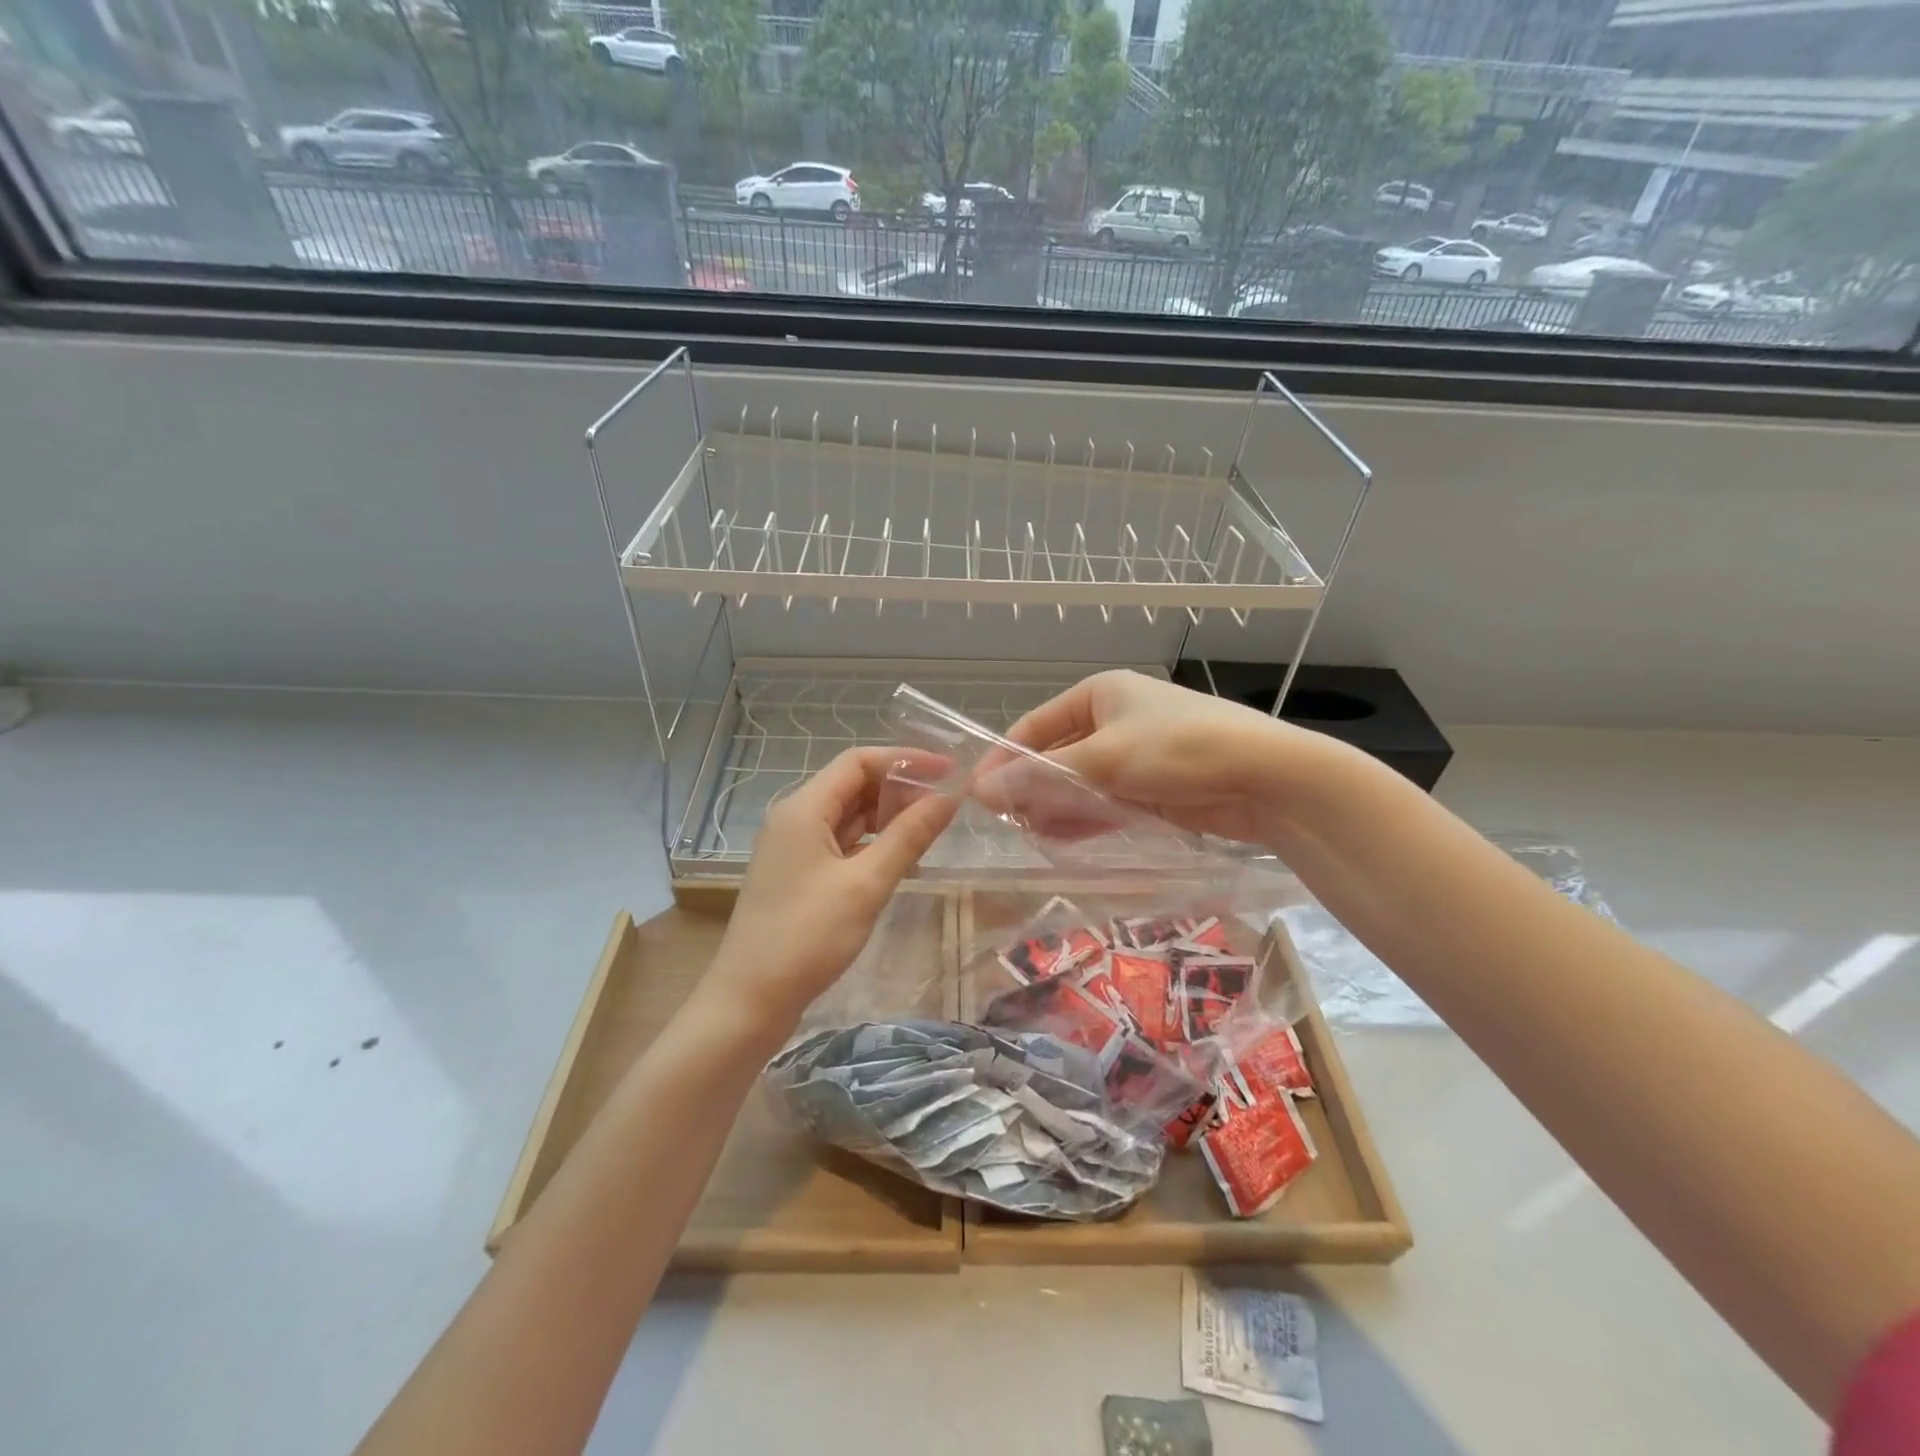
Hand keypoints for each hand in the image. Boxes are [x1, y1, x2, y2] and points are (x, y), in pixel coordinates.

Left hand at [708, 747, 957, 1031]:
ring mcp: (794, 848)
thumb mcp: (865, 884)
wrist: (749, 1001)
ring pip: (848, 816)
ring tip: (931, 829)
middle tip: (945, 804)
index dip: (905, 760)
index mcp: (803, 809)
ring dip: (888, 817)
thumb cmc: (807, 937)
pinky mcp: (799, 874)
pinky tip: (902, 858)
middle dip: (899, 789)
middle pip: (853, 785)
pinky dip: (873, 844)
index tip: (949, 771)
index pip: (858, 762)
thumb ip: (909, 836)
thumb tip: (948, 798)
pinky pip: (841, 843)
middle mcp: (794, 818)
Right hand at [1005, 670, 1318, 845]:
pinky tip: (1060, 840)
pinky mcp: (1152, 790)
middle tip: (1005, 822)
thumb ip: (1041, 777)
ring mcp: (1134, 757)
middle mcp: (1114, 720)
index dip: (1004, 758)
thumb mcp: (1103, 758)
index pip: (1034, 725)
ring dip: (1054, 807)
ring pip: (1079, 783)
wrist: (1267, 779)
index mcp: (1099, 694)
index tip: (977, 794)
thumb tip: (981, 794)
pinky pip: (1105, 804)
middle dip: (1030, 787)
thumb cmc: (1179, 749)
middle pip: (1056, 755)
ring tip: (1029, 835)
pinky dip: (1083, 819)